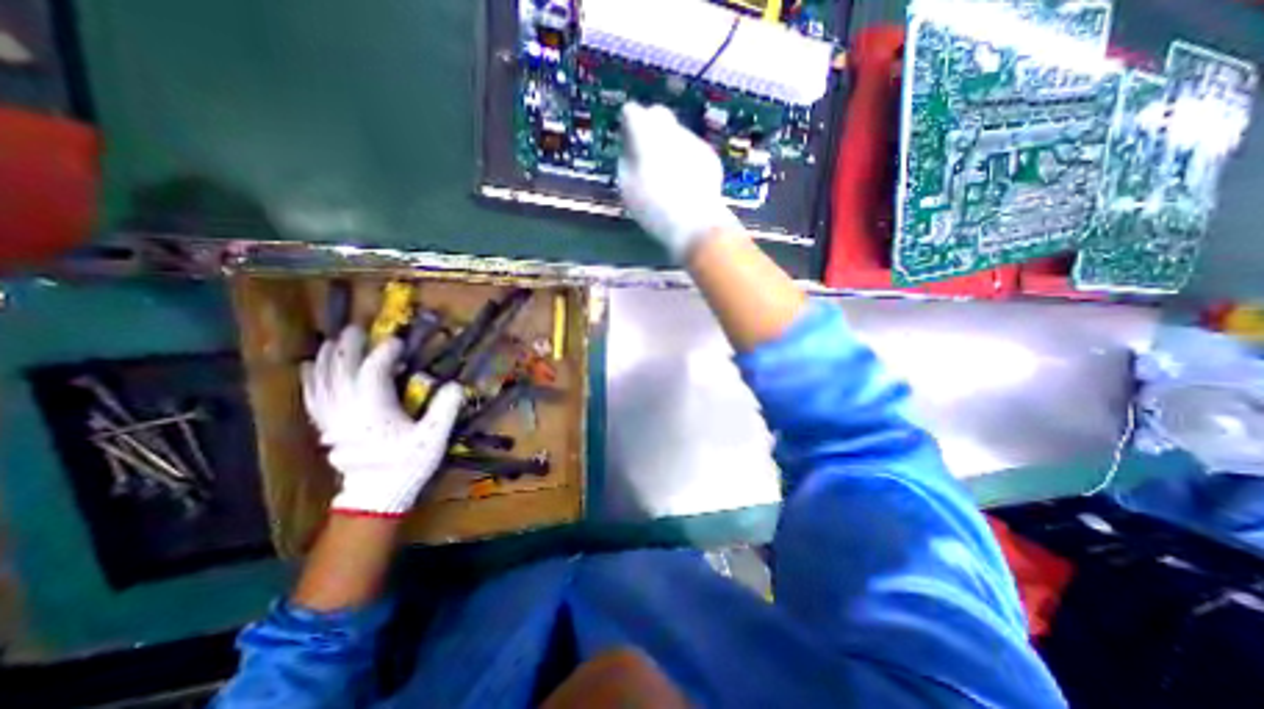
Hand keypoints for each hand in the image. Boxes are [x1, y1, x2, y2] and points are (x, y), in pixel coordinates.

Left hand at [300, 323, 462, 515]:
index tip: (398, 341)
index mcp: (373, 409)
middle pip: (341, 371)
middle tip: (355, 329)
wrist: (377, 496)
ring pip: (322, 382)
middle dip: (348, 347)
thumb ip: (445, 409)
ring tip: (330, 341)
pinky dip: (310, 380)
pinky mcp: (328, 427)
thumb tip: (455, 385)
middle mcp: (347, 409)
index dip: (383, 352)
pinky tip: (307, 369)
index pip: (372, 371)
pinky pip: (312, 398)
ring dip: (326, 359)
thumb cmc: (407, 464)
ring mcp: (333, 419)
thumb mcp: (433, 438)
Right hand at [615, 102, 737, 263]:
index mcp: (646, 136)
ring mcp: (693, 142)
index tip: (628, 142)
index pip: (632, 112)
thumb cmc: (654, 209)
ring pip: (677, 133)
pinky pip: (692, 150)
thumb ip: (626, 162)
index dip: (628, 126)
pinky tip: (686, 184)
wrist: (695, 223)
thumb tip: (630, 151)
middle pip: (658, 115)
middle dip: (651, 129)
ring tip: (669, 177)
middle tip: (647, 155)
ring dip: (670, 146)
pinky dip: (686, 160)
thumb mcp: (628, 188)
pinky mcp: (710, 156)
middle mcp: (671, 131)